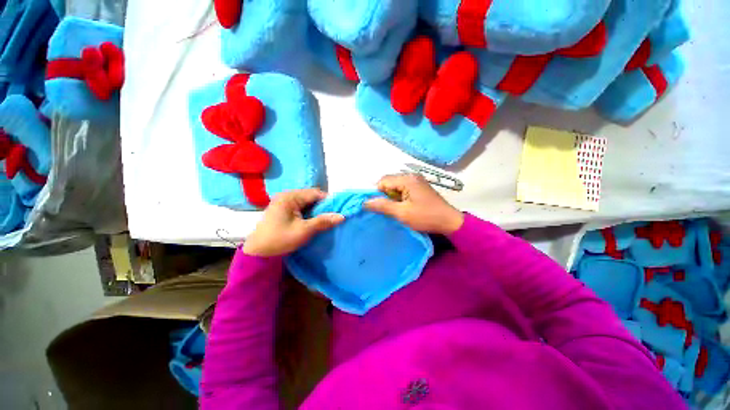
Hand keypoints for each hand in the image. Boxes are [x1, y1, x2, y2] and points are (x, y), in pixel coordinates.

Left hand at [242, 189, 344, 256]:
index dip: (328, 201)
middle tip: (333, 216)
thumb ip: (323, 221)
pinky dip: (309, 212)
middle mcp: (287, 195)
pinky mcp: (283, 209)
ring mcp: (284, 202)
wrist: (258, 252)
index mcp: (290, 197)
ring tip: (325, 219)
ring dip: (316, 209)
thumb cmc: (280, 239)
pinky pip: (300, 207)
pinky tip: (314, 220)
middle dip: (323, 205)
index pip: (315, 193)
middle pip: (311, 196)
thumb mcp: (304, 230)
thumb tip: (342, 216)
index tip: (338, 210)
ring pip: (307, 202)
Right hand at [365, 173, 463, 234]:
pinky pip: (403, 190)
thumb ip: (383, 206)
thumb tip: (365, 202)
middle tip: (386, 210)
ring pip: (395, 187)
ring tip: (394, 210)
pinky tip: (401, 207)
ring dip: (392, 198)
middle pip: (389, 182)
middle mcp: (411, 176)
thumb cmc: (425, 217)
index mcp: (407, 179)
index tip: (377, 207)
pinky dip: (399, 198)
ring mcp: (416, 181)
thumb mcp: (402, 213)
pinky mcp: (419, 188)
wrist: (449, 222)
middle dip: (385, 195)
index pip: (383, 181)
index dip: (377, 193)